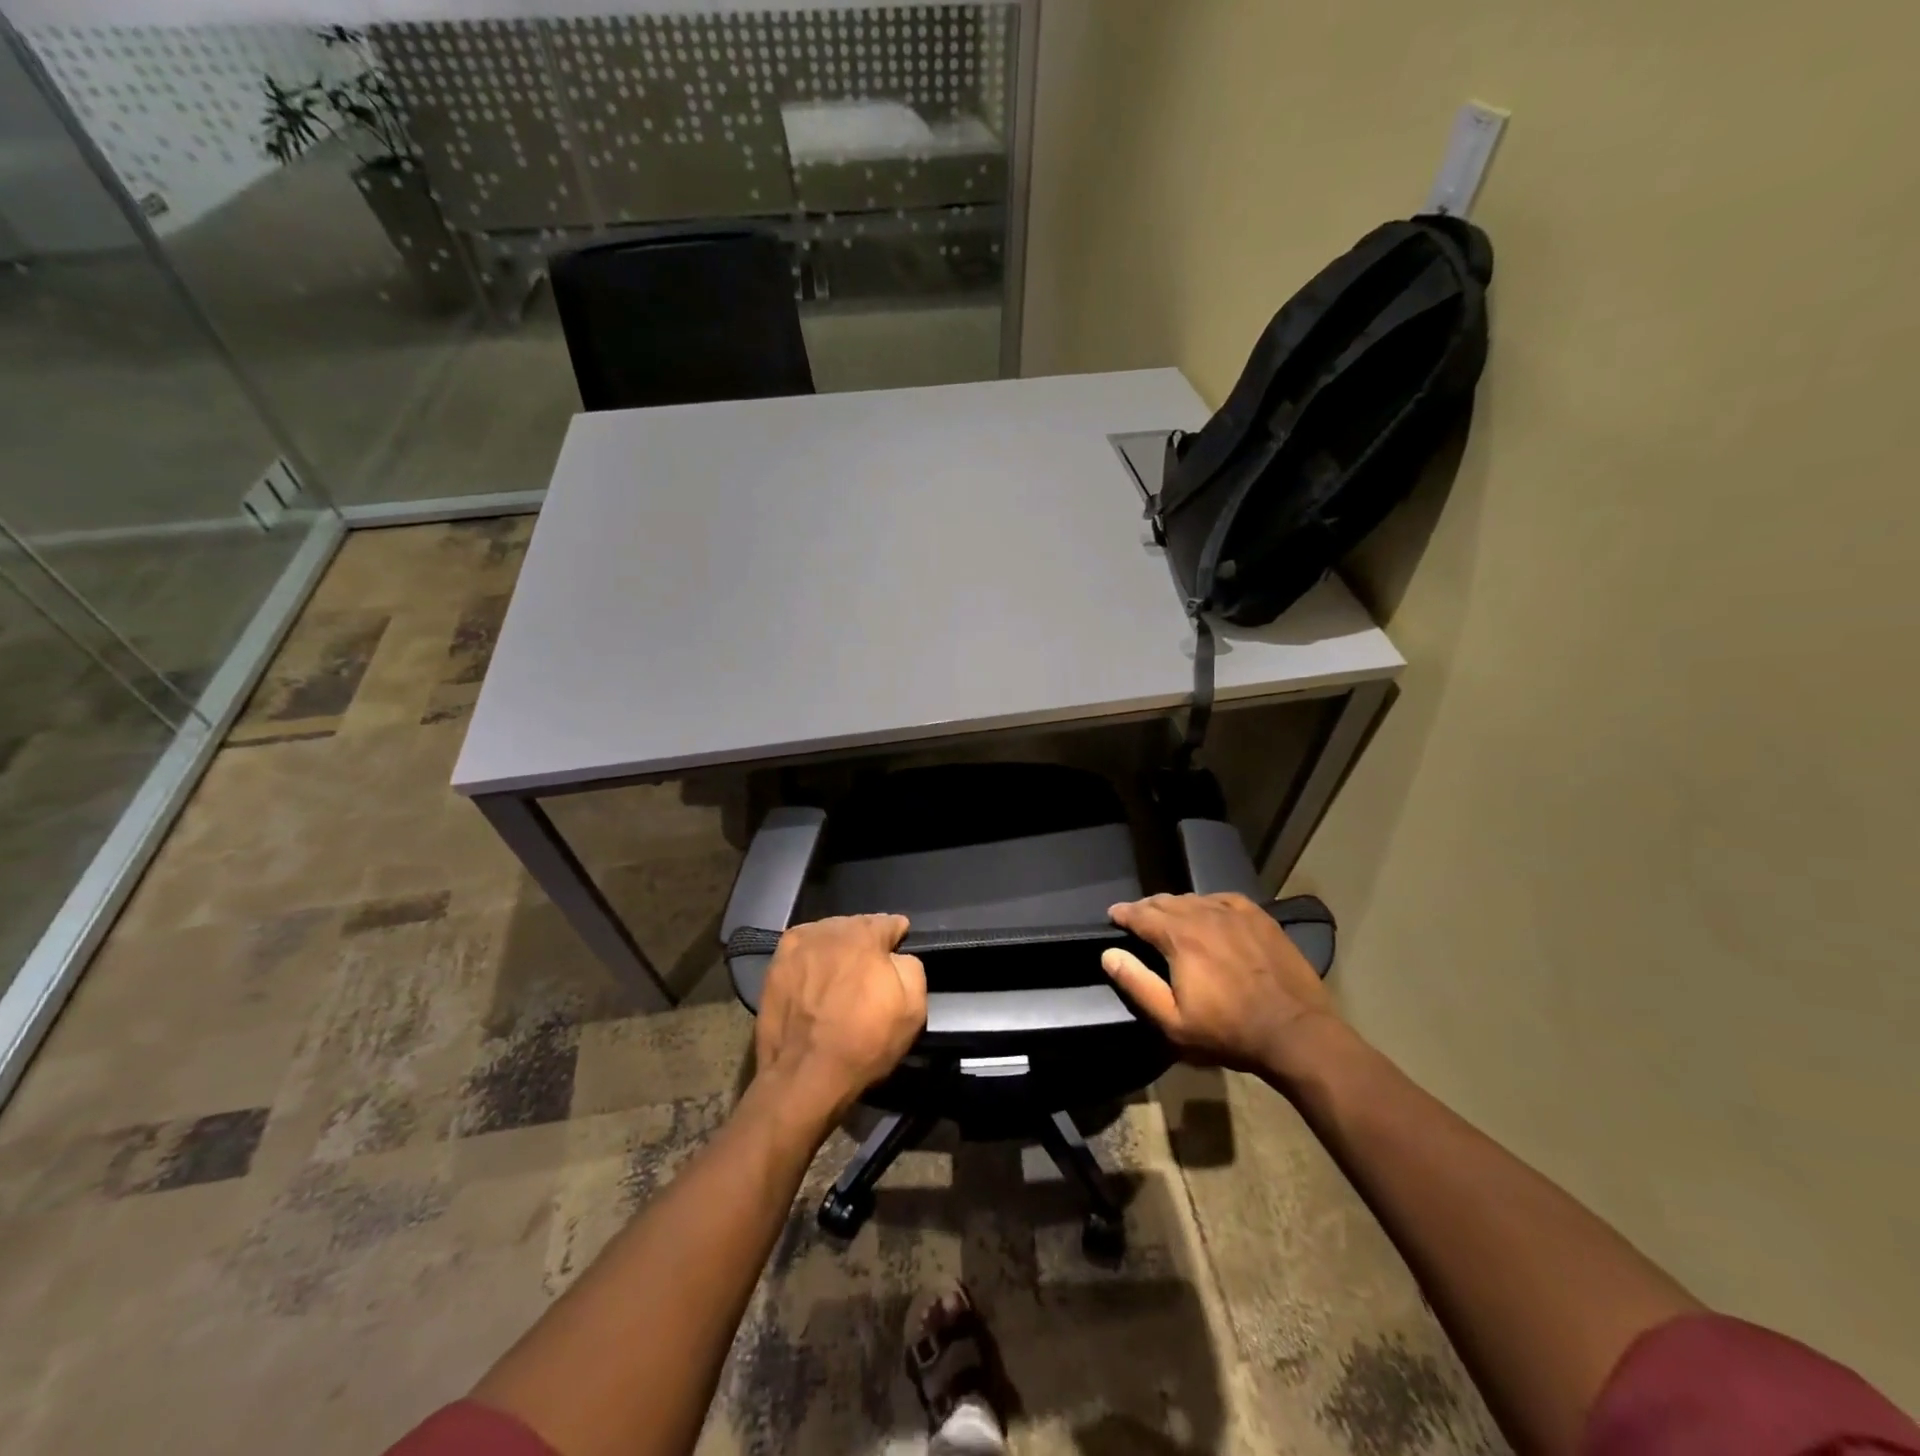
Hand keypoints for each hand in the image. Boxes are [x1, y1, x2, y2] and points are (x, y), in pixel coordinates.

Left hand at [754, 915, 927, 1121]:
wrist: (805, 1076)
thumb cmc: (864, 1041)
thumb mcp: (913, 1007)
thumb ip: (911, 967)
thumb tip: (897, 957)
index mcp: (864, 934)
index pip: (889, 922)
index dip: (897, 937)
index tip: (898, 951)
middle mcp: (829, 930)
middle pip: (856, 926)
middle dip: (865, 942)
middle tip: (869, 970)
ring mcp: (797, 946)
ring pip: (827, 936)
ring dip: (836, 949)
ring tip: (839, 976)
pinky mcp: (774, 966)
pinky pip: (801, 952)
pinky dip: (810, 960)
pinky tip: (813, 980)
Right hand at [1102, 893, 1336, 1074]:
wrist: (1296, 1032)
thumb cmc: (1229, 1032)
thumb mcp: (1173, 1021)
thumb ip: (1137, 984)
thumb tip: (1109, 954)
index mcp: (1179, 937)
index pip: (1141, 915)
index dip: (1123, 913)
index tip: (1113, 914)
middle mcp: (1203, 915)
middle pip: (1166, 901)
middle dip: (1146, 908)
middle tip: (1137, 917)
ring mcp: (1235, 913)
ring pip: (1194, 898)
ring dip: (1175, 905)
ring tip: (1169, 916)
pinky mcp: (1259, 918)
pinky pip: (1223, 899)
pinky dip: (1206, 903)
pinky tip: (1208, 912)